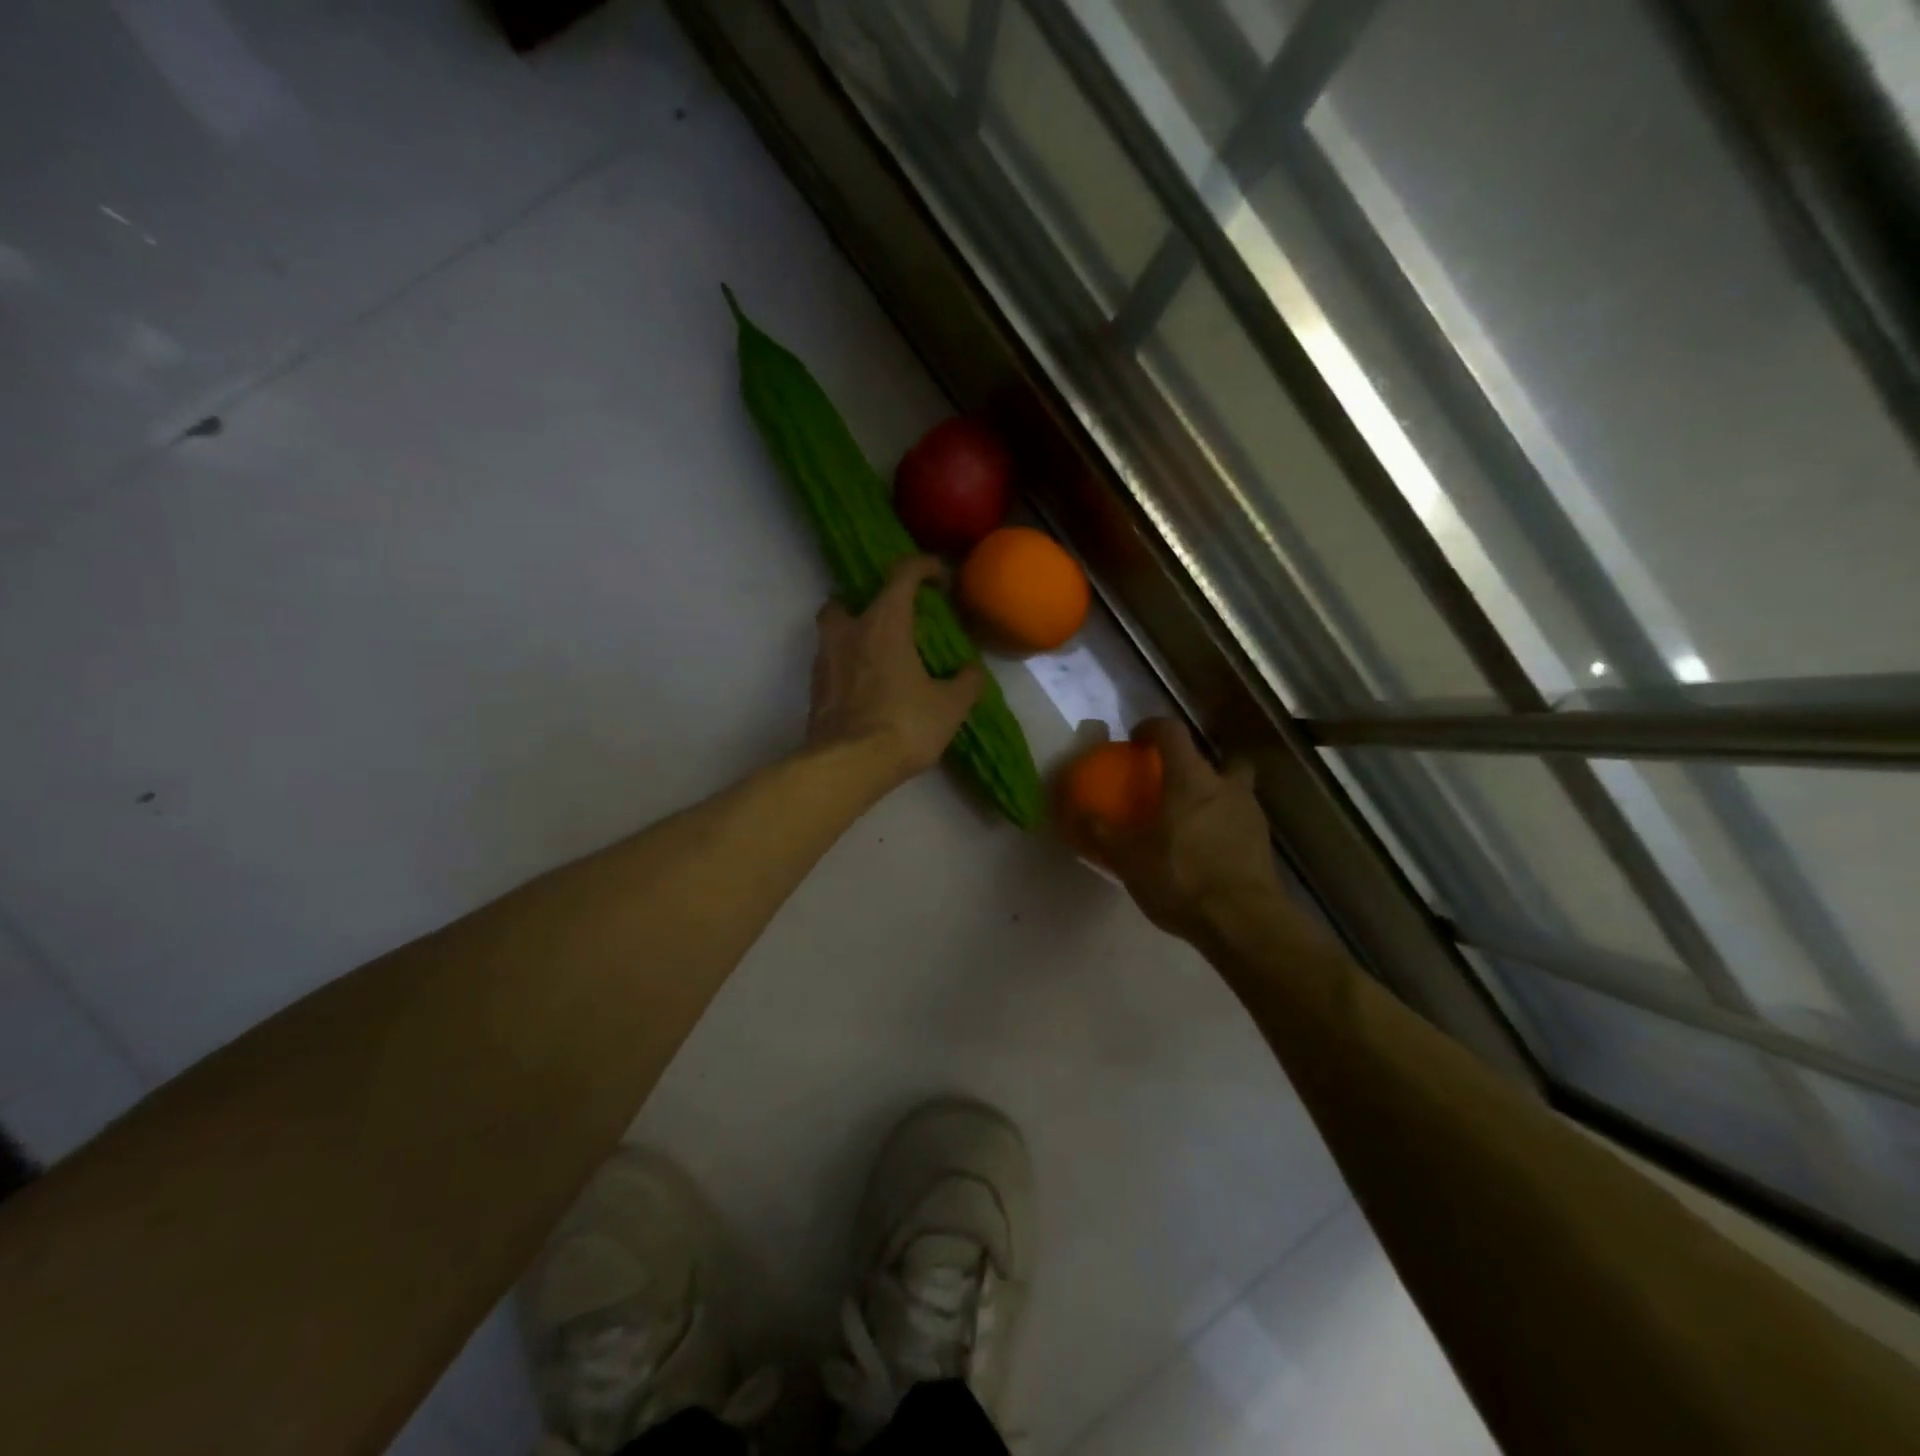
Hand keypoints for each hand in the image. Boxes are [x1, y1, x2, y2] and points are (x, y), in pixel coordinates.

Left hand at [807, 557, 983, 784]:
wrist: (848, 765)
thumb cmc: (904, 724)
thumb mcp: (950, 706)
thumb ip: (966, 683)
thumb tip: (971, 672)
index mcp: (884, 622)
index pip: (902, 575)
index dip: (922, 567)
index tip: (938, 576)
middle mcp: (848, 632)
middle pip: (847, 598)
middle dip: (867, 602)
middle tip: (890, 621)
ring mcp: (824, 660)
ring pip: (833, 632)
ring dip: (852, 636)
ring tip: (879, 658)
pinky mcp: (814, 691)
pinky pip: (830, 665)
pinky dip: (846, 668)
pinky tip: (866, 689)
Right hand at [1084, 719, 1285, 941]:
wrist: (1243, 922)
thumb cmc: (1181, 878)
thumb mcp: (1129, 859)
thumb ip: (1102, 833)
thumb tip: (1080, 813)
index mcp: (1191, 779)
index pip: (1173, 732)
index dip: (1153, 728)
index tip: (1137, 739)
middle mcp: (1226, 786)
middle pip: (1218, 758)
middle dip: (1198, 765)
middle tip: (1175, 784)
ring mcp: (1251, 814)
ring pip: (1235, 790)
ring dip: (1216, 797)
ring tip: (1191, 823)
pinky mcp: (1263, 845)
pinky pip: (1241, 822)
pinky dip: (1225, 827)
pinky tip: (1208, 852)